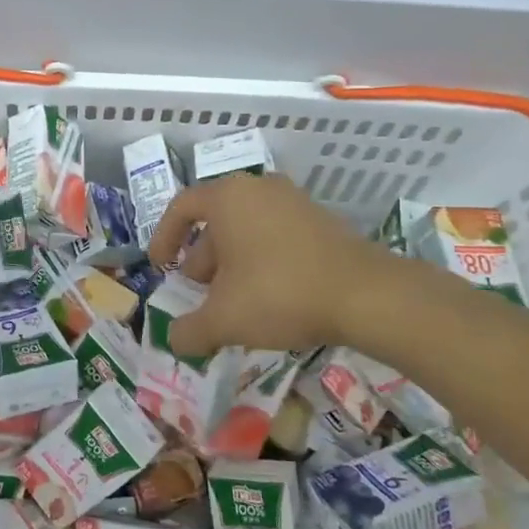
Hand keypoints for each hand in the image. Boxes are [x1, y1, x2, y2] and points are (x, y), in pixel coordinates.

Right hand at [145, 174, 441, 357]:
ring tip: (233, 302)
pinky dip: (261, 260)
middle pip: (215, 220)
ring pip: (247, 228)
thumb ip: (189, 330)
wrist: (367, 295)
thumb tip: (174, 340)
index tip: (161, 269)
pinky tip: (269, 298)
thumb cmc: (280, 294)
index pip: (181, 207)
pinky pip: (275, 235)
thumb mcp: (224, 320)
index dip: (164, 238)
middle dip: (201, 259)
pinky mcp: (321, 220)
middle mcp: (258, 188)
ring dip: (231, 263)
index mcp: (228, 197)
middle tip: (199, 293)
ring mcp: (294, 201)